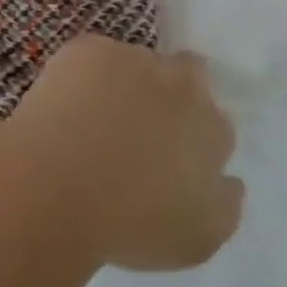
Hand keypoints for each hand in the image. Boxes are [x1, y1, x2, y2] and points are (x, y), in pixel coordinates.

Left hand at [11, 34, 242, 271]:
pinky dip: (83, 73)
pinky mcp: (88, 48)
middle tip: (135, 126)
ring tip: (91, 117)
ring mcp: (133, 59)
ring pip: (136, 63)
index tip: (168, 155)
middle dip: (169, 95)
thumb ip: (223, 203)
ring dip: (124, 82)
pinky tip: (64, 102)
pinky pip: (93, 55)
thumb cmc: (129, 223)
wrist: (57, 186)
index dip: (192, 137)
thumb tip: (229, 179)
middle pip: (186, 77)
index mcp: (212, 129)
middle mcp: (182, 84)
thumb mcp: (197, 237)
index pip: (214, 124)